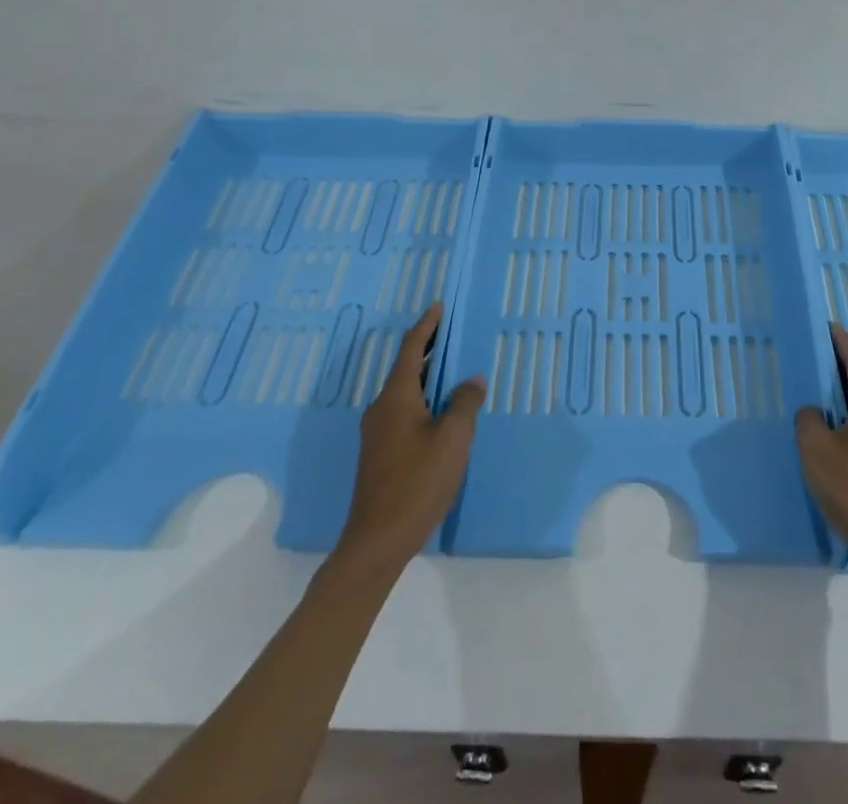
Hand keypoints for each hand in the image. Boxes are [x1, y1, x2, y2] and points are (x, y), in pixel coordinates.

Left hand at [338, 303, 485, 569]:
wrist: (376, 542)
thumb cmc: (417, 482)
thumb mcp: (452, 439)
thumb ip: (464, 404)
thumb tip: (471, 380)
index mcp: (396, 397)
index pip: (411, 349)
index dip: (426, 326)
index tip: (438, 306)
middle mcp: (381, 408)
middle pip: (406, 368)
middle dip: (428, 349)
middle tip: (452, 333)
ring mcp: (377, 433)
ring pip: (404, 392)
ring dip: (426, 376)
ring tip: (452, 370)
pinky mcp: (379, 453)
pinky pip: (403, 411)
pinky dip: (422, 399)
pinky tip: (440, 413)